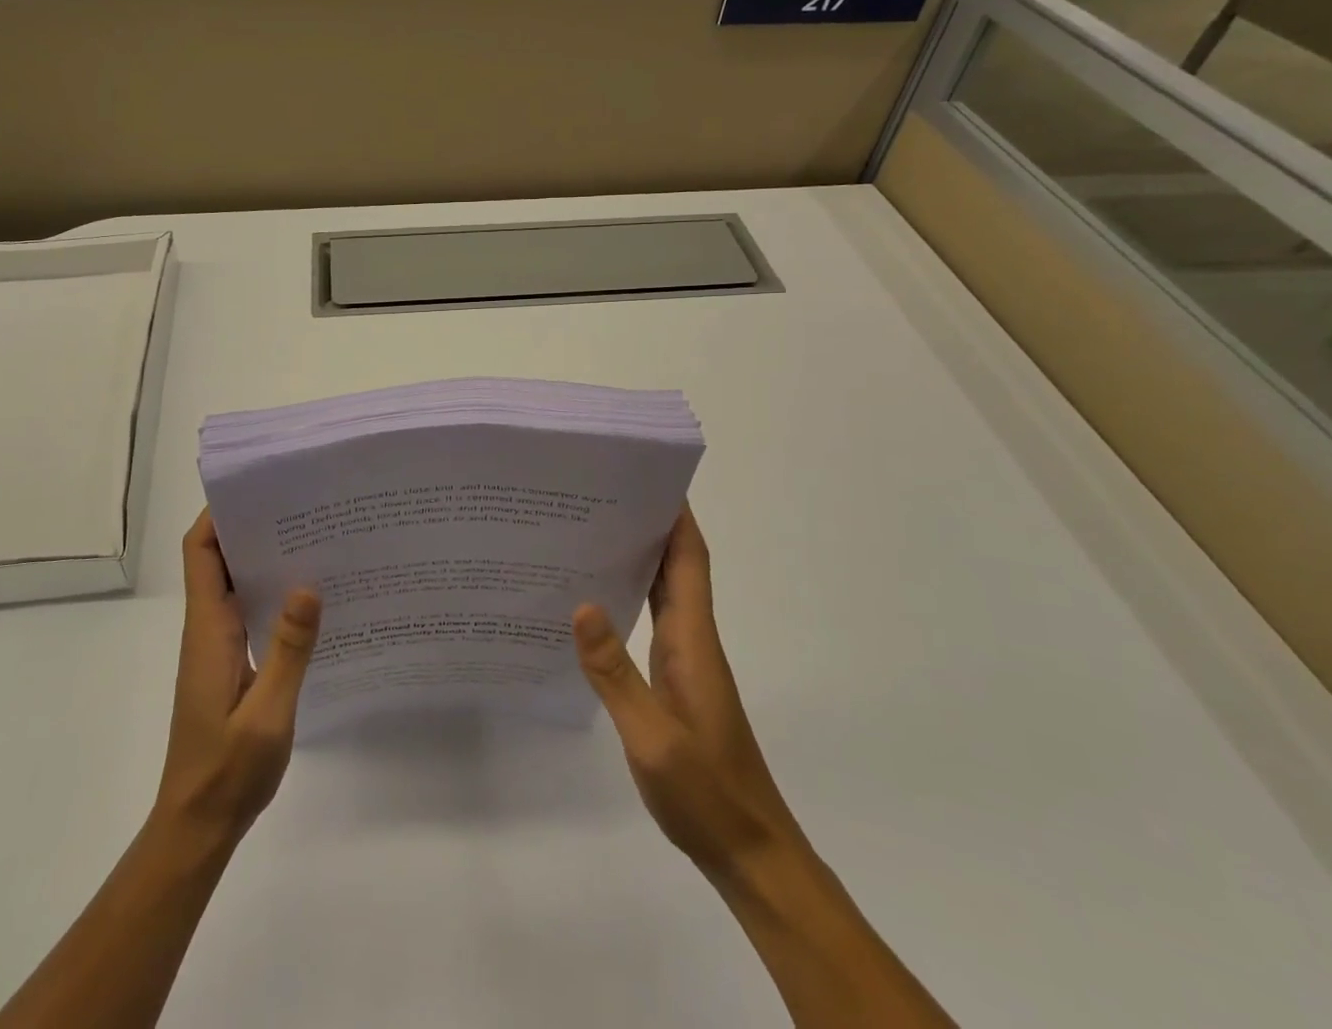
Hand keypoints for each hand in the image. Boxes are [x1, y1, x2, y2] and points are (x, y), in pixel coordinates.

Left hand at [153, 509, 321, 844]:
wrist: (198, 824)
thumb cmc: (228, 769)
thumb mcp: (267, 712)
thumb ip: (288, 649)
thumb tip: (307, 584)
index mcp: (209, 628)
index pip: (202, 552)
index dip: (219, 514)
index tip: (258, 487)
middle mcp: (209, 628)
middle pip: (220, 558)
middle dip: (252, 526)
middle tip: (303, 505)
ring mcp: (218, 646)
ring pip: (237, 584)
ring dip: (266, 558)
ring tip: (315, 538)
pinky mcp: (231, 664)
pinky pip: (249, 612)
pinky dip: (273, 594)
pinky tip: (312, 598)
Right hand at [572, 506, 801, 882]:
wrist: (750, 853)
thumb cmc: (706, 793)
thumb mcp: (652, 737)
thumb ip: (615, 673)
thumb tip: (581, 604)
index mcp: (692, 640)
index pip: (689, 561)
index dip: (677, 517)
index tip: (649, 477)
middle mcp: (692, 640)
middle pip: (677, 566)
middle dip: (649, 524)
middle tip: (598, 495)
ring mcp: (686, 662)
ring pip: (664, 592)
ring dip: (638, 557)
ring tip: (588, 532)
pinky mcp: (675, 682)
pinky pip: (652, 622)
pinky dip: (630, 597)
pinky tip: (594, 602)